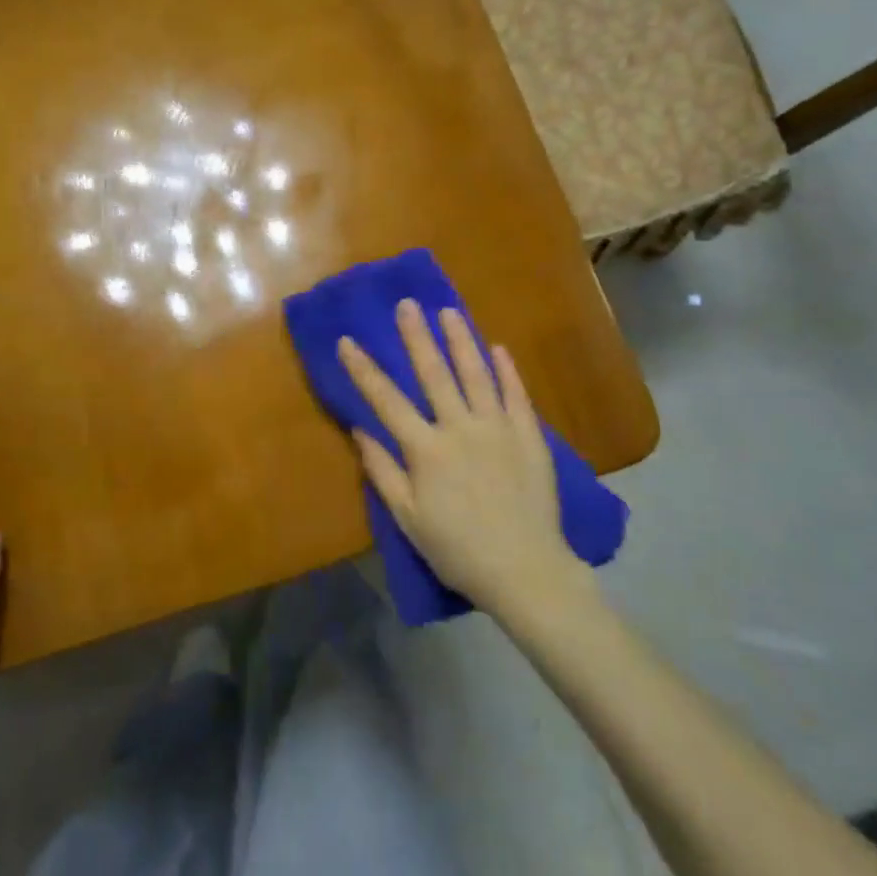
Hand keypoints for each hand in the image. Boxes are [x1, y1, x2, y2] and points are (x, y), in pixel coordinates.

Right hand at [338, 301, 569, 613]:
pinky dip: (506, 370)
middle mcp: (460, 428)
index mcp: (426, 450)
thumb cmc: (458, 550)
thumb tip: (360, 431)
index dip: (364, 370)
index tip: (348, 341)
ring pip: (476, 374)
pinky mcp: (529, 436)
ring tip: (448, 311)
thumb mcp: (408, 519)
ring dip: (460, 340)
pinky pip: (516, 395)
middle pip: (434, 374)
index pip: (387, 400)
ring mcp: (498, 429)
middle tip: (407, 304)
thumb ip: (384, 472)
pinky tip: (498, 348)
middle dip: (416, 337)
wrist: (525, 570)